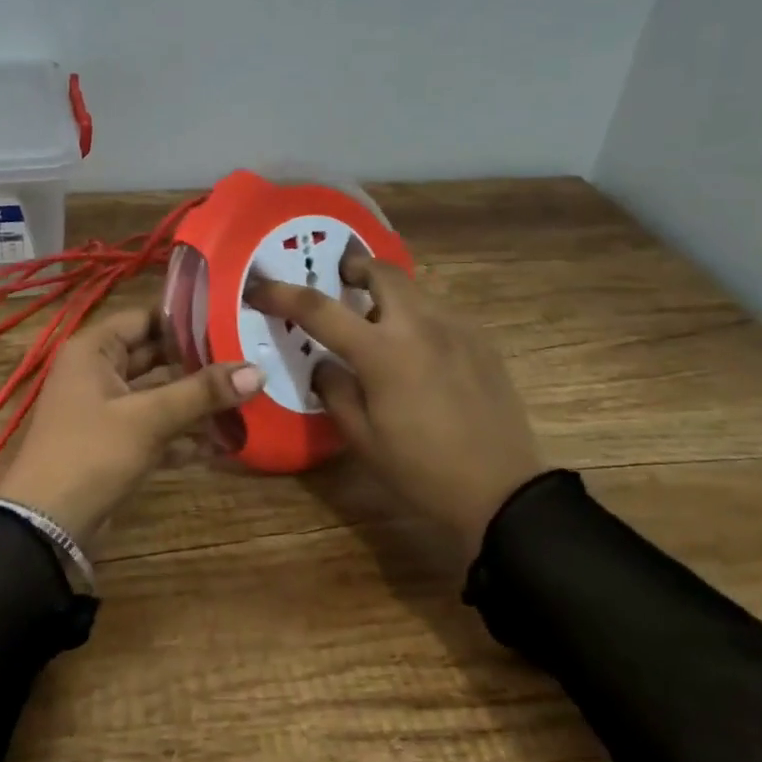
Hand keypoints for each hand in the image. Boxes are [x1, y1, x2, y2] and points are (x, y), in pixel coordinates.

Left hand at [0, 306, 261, 545]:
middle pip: (156, 356)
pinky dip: (185, 433)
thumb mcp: (148, 418)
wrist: (46, 525)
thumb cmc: (91, 453)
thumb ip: (202, 392)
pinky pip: (156, 427)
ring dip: (197, 400)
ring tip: (248, 396)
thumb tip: (257, 370)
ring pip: (159, 394)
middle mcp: (98, 371)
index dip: (187, 318)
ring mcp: (107, 409)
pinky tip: (226, 440)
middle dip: (200, 361)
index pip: (146, 318)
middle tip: (250, 356)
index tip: (233, 317)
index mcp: (94, 349)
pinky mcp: (116, 443)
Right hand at [247, 252, 545, 565]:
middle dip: (354, 268)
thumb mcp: (362, 439)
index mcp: (382, 352)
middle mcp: (420, 325)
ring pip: (415, 289)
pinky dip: (418, 316)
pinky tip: (419, 350)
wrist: (502, 493)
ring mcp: (457, 328)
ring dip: (389, 294)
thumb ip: (335, 390)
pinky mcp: (482, 341)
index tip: (259, 286)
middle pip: (382, 271)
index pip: (319, 309)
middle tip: (340, 282)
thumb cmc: (421, 471)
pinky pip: (440, 312)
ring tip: (379, 323)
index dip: (282, 294)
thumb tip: (324, 363)